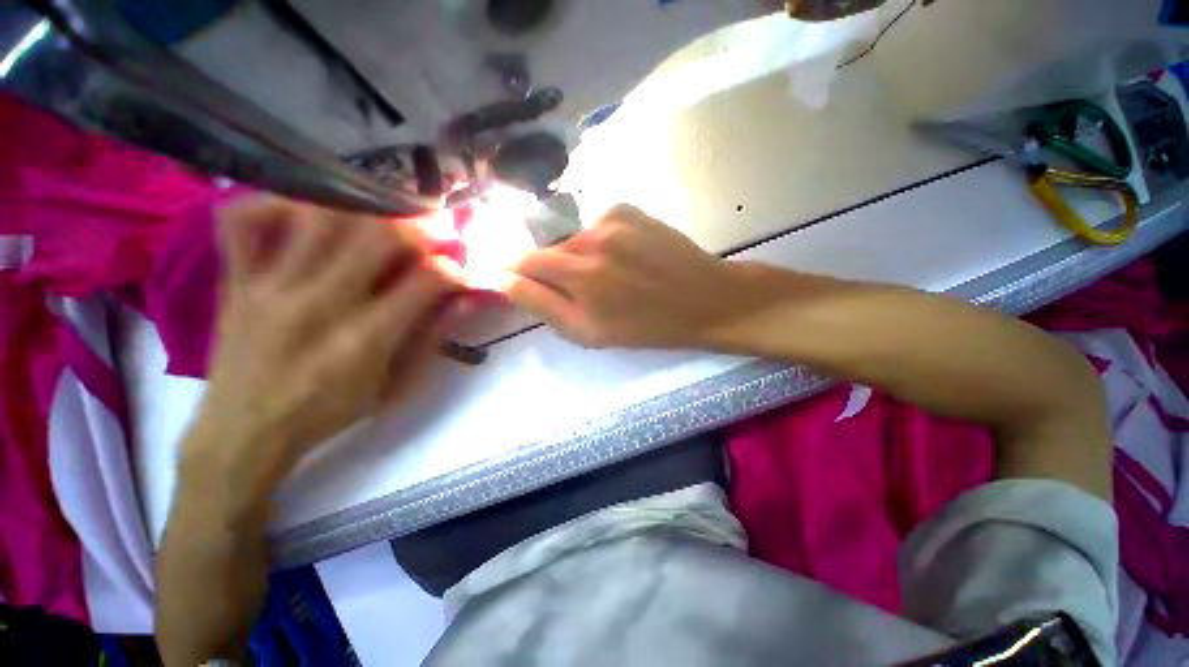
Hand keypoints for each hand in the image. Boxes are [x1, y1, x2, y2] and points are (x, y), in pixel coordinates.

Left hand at [185, 196, 461, 495]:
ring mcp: (270, 286)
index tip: (459, 273)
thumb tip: (464, 301)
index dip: (453, 271)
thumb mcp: (395, 388)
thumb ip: (431, 339)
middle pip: (377, 236)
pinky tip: (303, 214)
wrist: (245, 431)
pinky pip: (243, 220)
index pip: (425, 281)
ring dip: (361, 213)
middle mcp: (319, 304)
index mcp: (365, 339)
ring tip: (377, 224)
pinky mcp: (236, 280)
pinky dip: (275, 204)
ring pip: (319, 216)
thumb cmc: (329, 413)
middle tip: (427, 239)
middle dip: (416, 232)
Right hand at [501, 204, 750, 348]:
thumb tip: (503, 279)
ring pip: (573, 239)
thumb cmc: (647, 327)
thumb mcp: (589, 333)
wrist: (704, 299)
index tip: (509, 276)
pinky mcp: (627, 208)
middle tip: (581, 290)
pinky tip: (625, 258)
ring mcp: (611, 217)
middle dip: (553, 270)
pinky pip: (596, 227)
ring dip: (579, 258)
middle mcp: (591, 238)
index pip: (523, 260)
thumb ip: (541, 305)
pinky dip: (600, 243)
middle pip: (549, 250)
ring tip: (611, 277)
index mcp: (580, 274)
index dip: (510, 267)